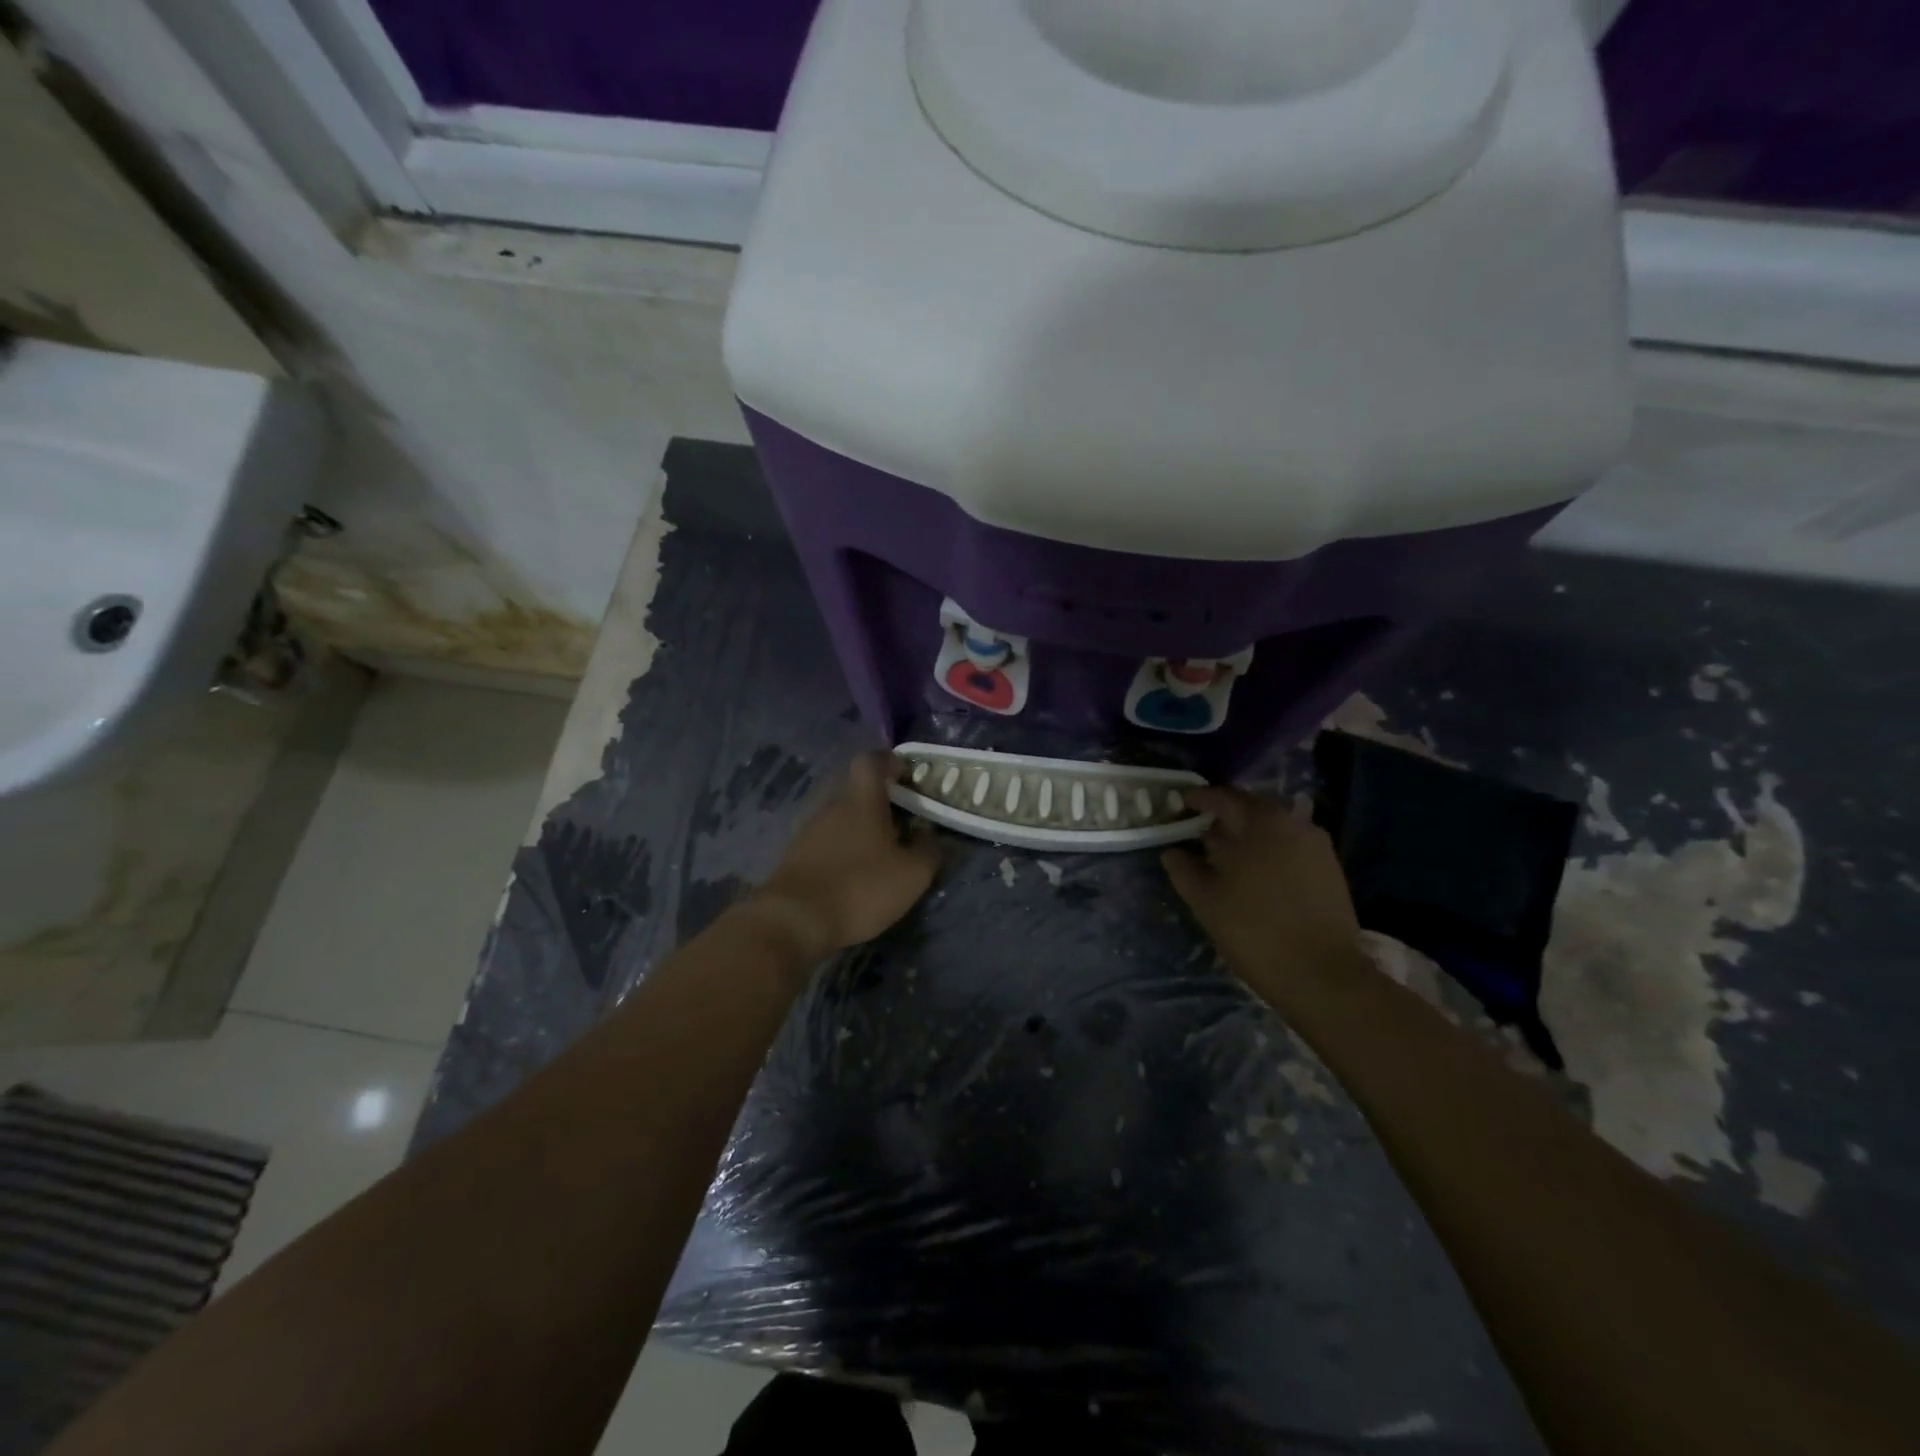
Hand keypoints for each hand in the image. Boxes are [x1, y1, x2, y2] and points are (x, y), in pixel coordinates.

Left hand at [750, 752, 940, 961]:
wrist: (794, 920)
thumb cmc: (860, 888)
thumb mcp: (911, 875)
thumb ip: (927, 849)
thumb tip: (929, 833)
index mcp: (861, 800)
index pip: (871, 760)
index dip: (889, 761)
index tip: (906, 775)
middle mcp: (831, 805)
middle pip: (855, 788)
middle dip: (878, 799)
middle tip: (901, 820)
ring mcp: (809, 829)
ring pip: (839, 815)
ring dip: (859, 826)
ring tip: (879, 851)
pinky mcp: (794, 854)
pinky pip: (825, 839)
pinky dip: (841, 847)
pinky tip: (853, 871)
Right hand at [1162, 787, 1367, 1003]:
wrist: (1323, 975)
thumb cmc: (1255, 930)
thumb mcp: (1206, 901)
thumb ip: (1184, 870)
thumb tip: (1171, 852)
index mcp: (1260, 822)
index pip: (1223, 797)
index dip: (1198, 799)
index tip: (1179, 803)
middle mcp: (1292, 823)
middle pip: (1251, 809)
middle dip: (1223, 815)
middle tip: (1198, 828)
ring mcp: (1316, 846)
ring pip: (1273, 828)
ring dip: (1247, 834)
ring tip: (1223, 853)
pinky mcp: (1330, 870)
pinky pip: (1290, 846)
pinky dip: (1268, 850)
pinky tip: (1254, 872)